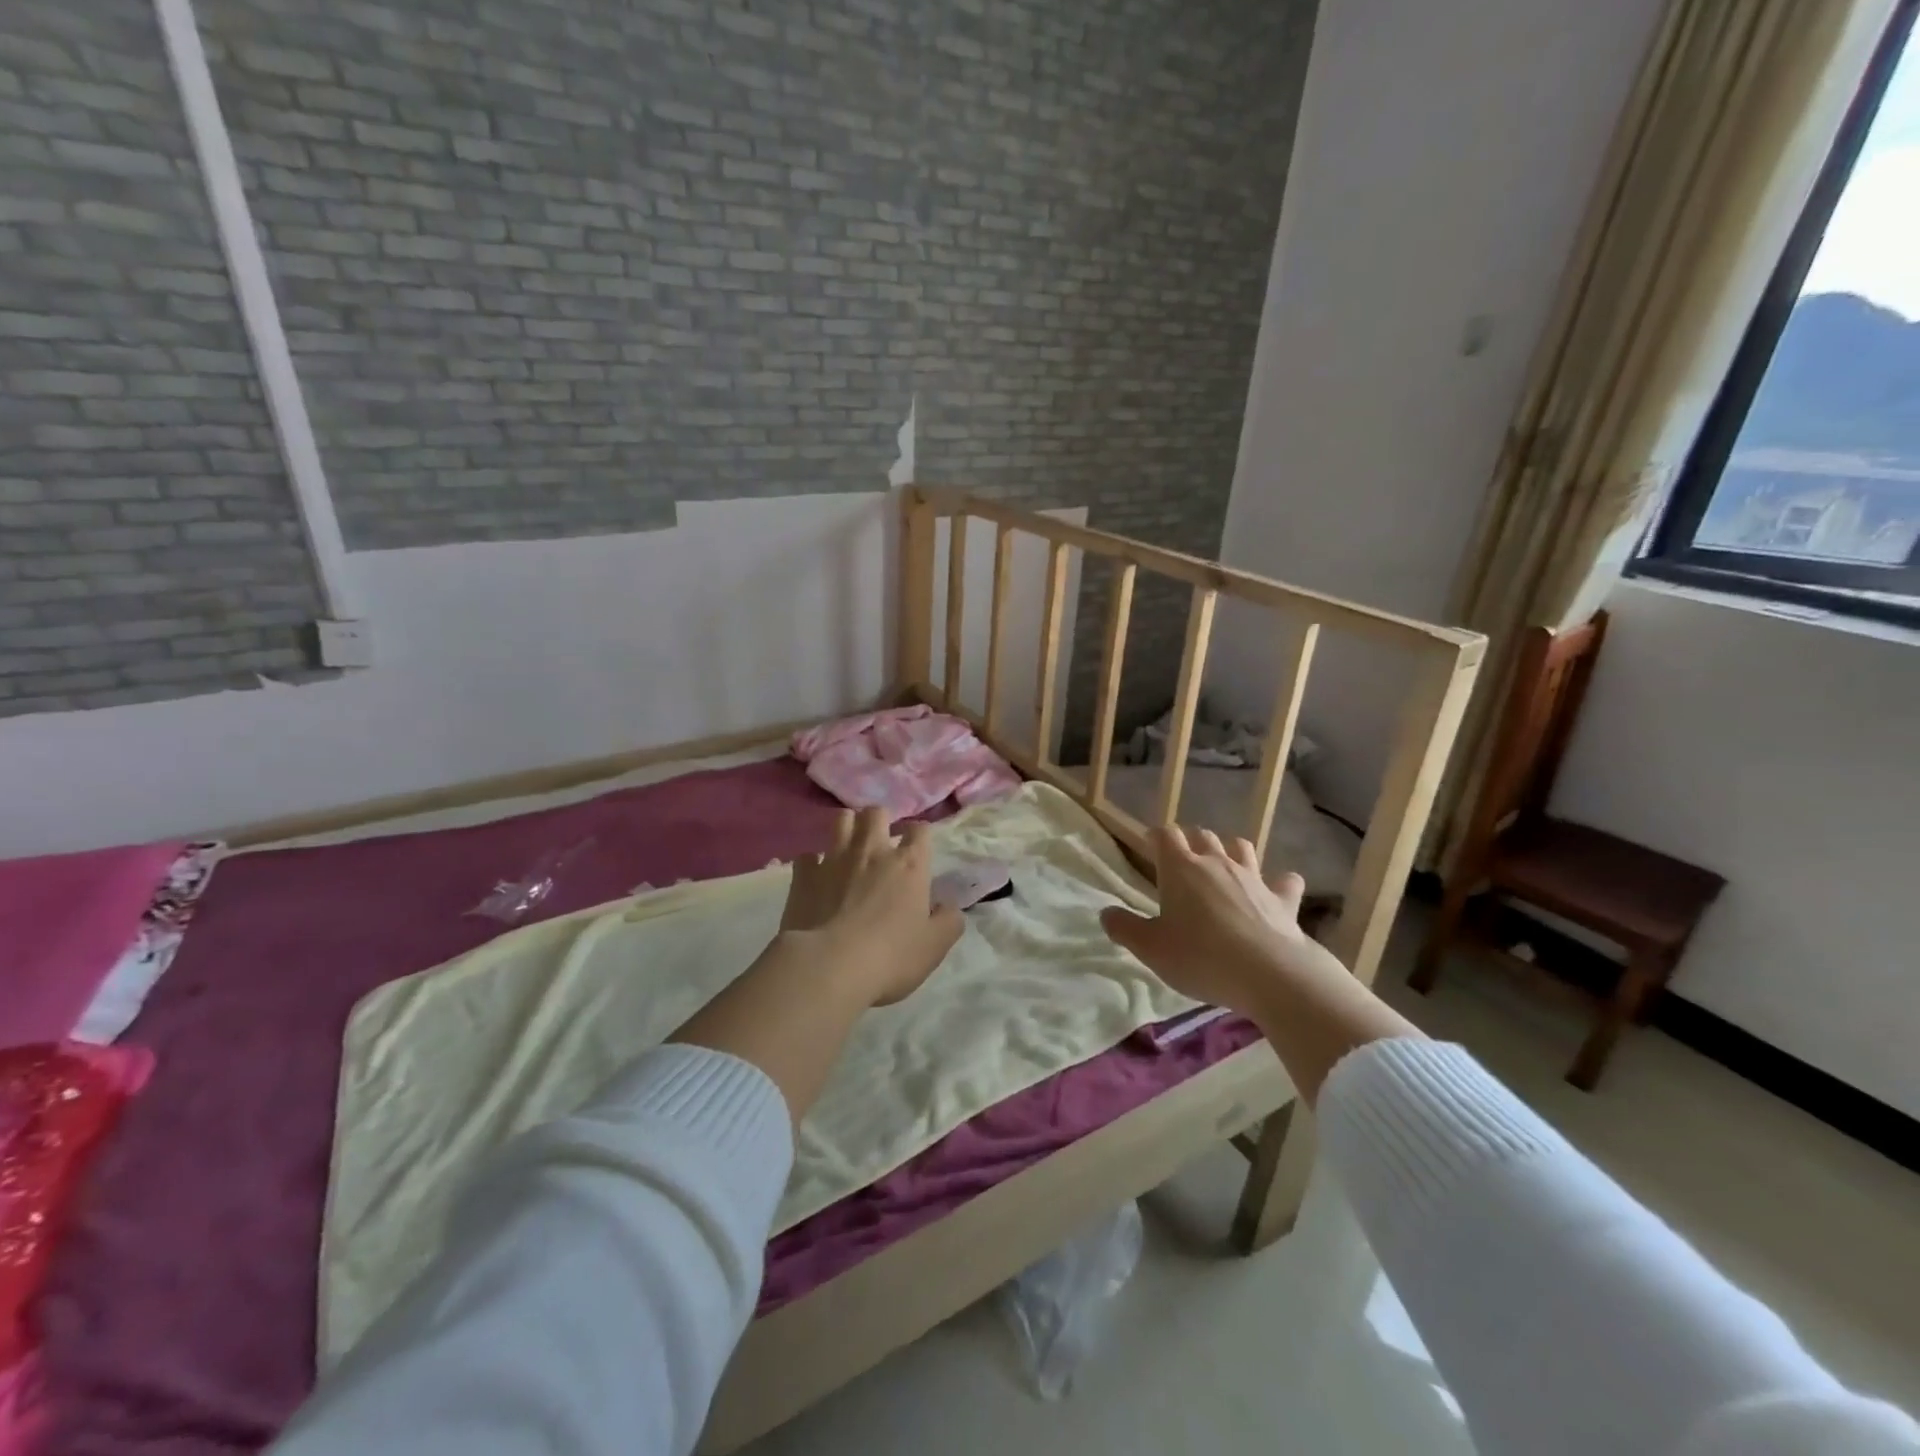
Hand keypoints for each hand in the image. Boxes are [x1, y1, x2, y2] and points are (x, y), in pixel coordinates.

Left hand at [781, 807, 964, 1005]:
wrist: (829, 966)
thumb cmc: (891, 956)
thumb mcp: (935, 946)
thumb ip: (948, 920)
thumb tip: (948, 906)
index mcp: (909, 865)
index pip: (920, 830)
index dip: (919, 835)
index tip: (917, 849)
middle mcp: (872, 851)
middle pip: (876, 813)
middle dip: (879, 821)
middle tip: (880, 842)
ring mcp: (835, 859)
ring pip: (841, 820)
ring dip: (847, 828)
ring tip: (849, 847)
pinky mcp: (804, 875)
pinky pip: (807, 856)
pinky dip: (813, 864)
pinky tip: (816, 877)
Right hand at [1100, 825, 1348, 1017]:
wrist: (1271, 974)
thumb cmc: (1201, 957)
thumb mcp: (1151, 949)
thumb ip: (1125, 928)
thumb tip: (1106, 913)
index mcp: (1180, 869)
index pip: (1165, 835)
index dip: (1155, 837)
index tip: (1149, 846)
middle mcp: (1217, 863)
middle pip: (1202, 835)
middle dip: (1190, 841)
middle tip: (1182, 861)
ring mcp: (1254, 878)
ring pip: (1241, 847)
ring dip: (1230, 850)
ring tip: (1223, 865)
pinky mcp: (1283, 899)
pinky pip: (1285, 881)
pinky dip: (1279, 883)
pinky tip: (1277, 891)